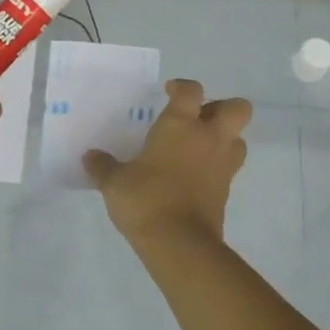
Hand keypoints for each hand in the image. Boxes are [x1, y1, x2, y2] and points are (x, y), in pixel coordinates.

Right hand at [84, 79, 251, 247]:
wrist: (179, 242)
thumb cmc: (146, 199)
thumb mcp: (114, 182)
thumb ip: (103, 166)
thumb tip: (90, 157)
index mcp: (180, 125)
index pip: (191, 91)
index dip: (182, 87)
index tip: (169, 92)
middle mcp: (209, 138)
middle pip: (237, 108)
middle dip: (222, 107)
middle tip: (197, 119)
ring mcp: (222, 164)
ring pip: (239, 138)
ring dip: (225, 137)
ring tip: (199, 148)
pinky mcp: (226, 190)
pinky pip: (229, 167)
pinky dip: (217, 166)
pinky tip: (194, 175)